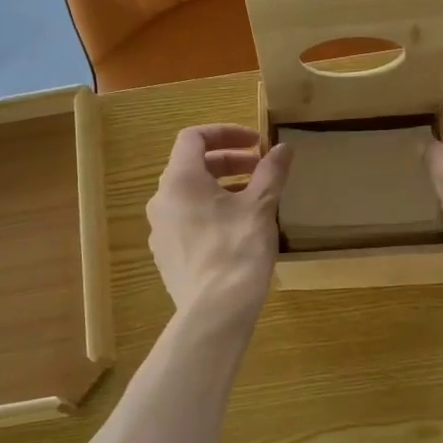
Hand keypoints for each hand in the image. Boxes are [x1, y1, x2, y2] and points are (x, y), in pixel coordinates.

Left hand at [147, 125, 293, 319]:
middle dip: (228, 162)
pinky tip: (235, 230)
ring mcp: (159, 229)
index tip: (256, 143)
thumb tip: (283, 148)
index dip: (226, 133)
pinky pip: (186, 221)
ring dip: (220, 188)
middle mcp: (161, 200)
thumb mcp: (261, 206)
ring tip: (253, 199)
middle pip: (191, 166)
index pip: (194, 138)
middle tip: (260, 169)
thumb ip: (271, 172)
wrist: (215, 310)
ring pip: (188, 195)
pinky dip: (209, 212)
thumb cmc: (238, 249)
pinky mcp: (165, 254)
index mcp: (179, 180)